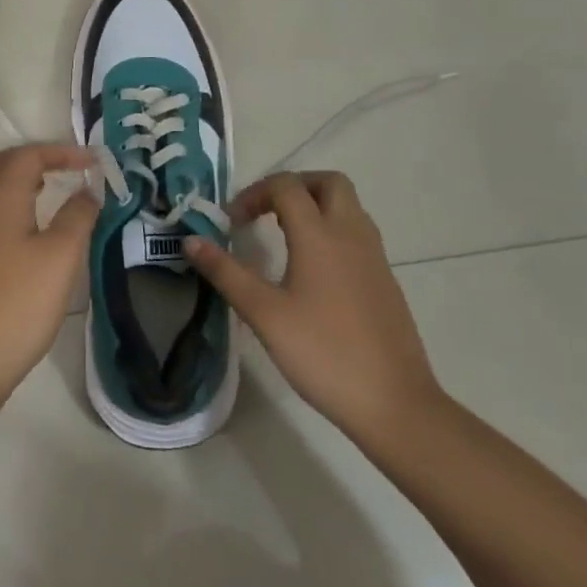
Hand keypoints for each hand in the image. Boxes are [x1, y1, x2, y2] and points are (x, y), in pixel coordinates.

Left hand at [0, 144, 98, 401]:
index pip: (29, 156)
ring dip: (20, 179)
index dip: (62, 152)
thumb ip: (78, 216)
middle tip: (62, 169)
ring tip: (51, 191)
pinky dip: (12, 203)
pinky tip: (32, 228)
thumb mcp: (61, 257)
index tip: (93, 162)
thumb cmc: (19, 303)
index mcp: (1, 198)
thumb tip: (88, 191)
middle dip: (32, 158)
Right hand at [184, 171, 445, 448]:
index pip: (286, 186)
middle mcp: (351, 233)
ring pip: (348, 206)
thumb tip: (190, 240)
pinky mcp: (386, 280)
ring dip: (316, 205)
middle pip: (328, 182)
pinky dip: (333, 231)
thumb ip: (226, 273)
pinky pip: (358, 234)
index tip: (233, 222)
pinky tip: (315, 270)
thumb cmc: (323, 354)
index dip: (254, 194)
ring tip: (286, 236)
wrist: (395, 404)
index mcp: (320, 234)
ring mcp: (375, 256)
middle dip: (294, 186)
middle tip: (266, 211)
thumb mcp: (264, 314)